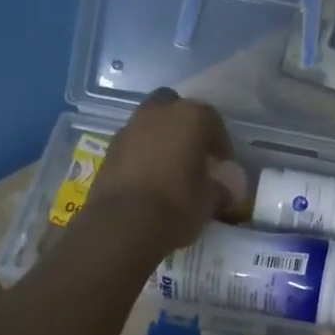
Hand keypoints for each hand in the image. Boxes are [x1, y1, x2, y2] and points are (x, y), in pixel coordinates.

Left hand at [87, 89, 238, 253]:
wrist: (122, 224)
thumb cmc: (176, 205)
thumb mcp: (210, 200)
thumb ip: (220, 188)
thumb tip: (224, 190)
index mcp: (191, 117)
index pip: (214, 122)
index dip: (220, 145)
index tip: (222, 166)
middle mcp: (159, 112)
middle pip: (177, 110)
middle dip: (186, 128)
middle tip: (193, 155)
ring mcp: (130, 127)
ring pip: (152, 124)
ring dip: (161, 138)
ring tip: (170, 168)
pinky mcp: (110, 148)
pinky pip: (134, 143)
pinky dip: (142, 153)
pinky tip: (149, 178)